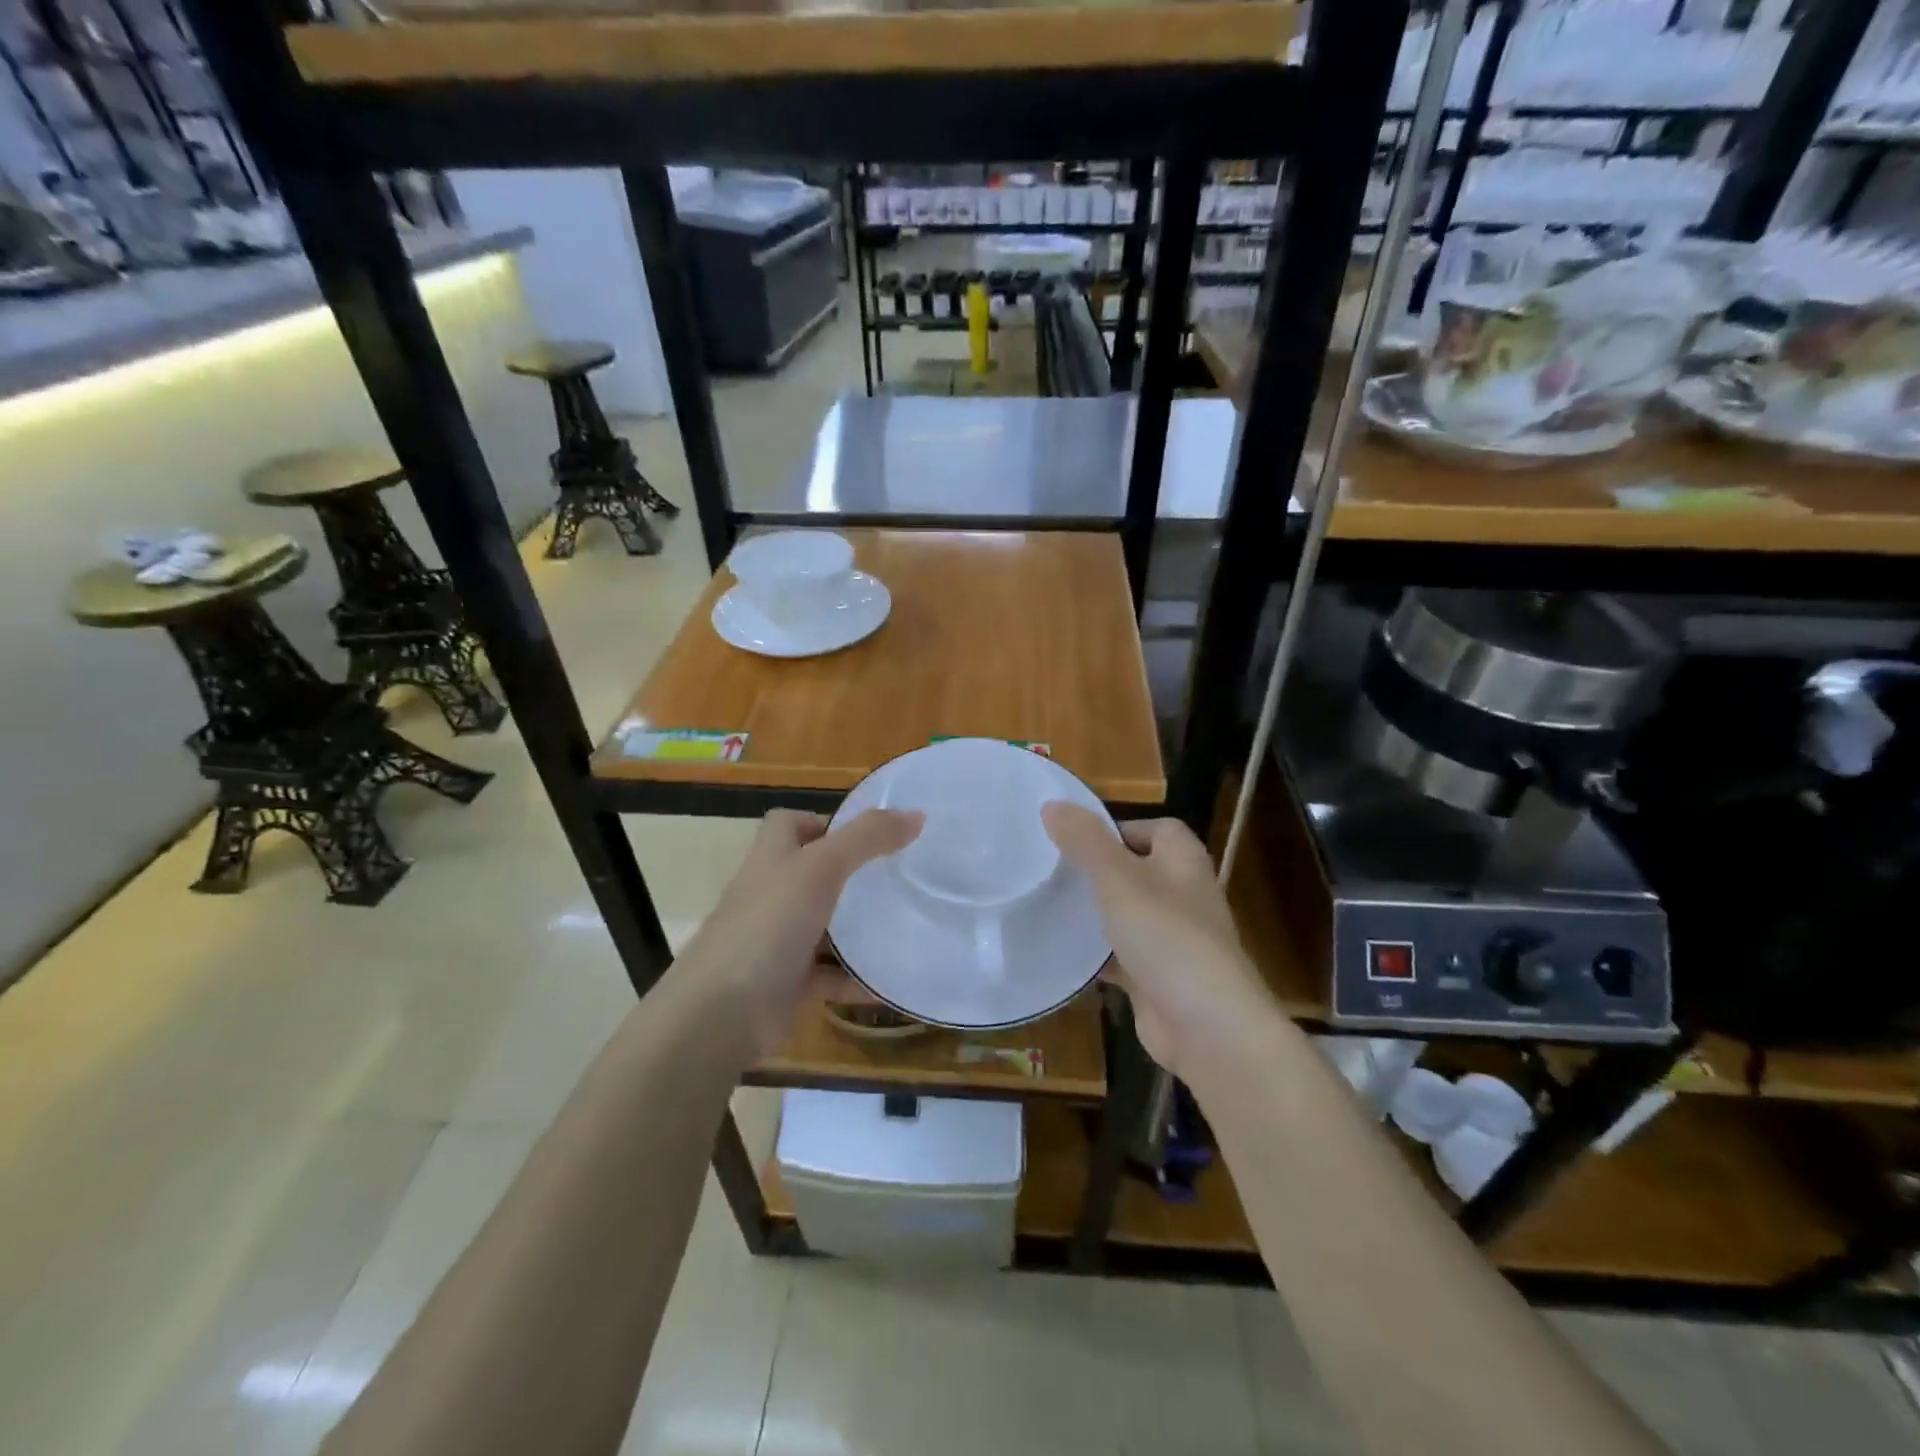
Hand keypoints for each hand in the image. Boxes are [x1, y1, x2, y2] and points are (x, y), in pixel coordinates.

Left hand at [669, 807, 921, 1057]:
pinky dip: (855, 978)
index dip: (824, 821)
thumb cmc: (768, 925)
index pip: (790, 824)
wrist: (720, 1014)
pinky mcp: (785, 984)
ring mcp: (775, 941)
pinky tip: (889, 981)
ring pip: (823, 926)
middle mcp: (770, 894)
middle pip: (811, 873)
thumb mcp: (822, 868)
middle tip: (899, 877)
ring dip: (857, 928)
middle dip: (852, 874)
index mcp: (771, 858)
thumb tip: (916, 814)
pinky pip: (828, 975)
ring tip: (905, 923)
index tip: (869, 834)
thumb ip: (868, 838)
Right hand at [1042, 803, 1276, 1080]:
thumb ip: (1085, 841)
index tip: (1074, 840)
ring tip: (1046, 905)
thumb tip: (1052, 804)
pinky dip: (1096, 955)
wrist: (1207, 1026)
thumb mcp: (1118, 878)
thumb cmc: (1166, 936)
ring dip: (1094, 913)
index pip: (1154, 829)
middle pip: (1135, 870)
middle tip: (1050, 871)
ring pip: (1126, 915)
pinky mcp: (1157, 977)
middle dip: (1096, 871)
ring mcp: (1171, 938)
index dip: (1116, 829)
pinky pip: (1120, 956)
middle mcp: (1182, 894)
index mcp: (1182, 861)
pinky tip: (1062, 953)